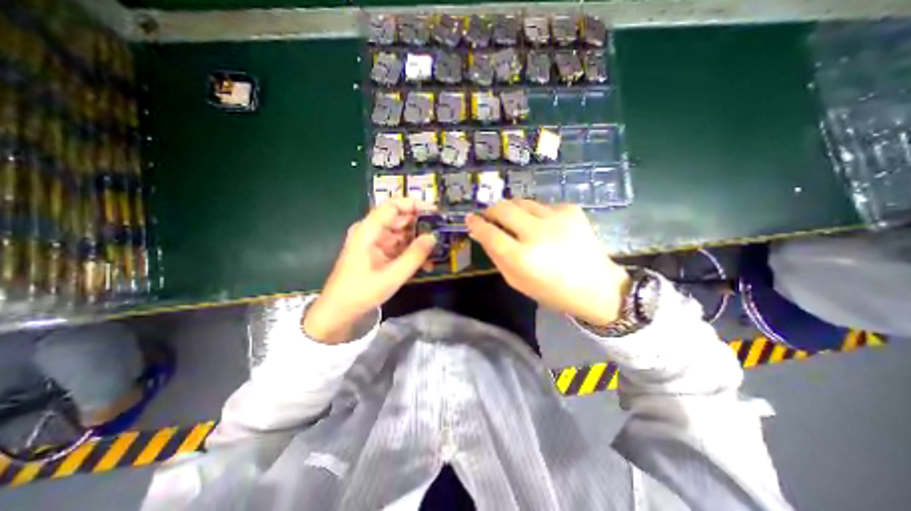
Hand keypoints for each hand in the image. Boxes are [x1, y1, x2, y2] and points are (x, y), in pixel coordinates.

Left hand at [302, 197, 437, 343]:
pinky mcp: (378, 253)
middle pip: (399, 219)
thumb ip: (414, 255)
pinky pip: (398, 247)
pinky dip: (411, 253)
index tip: (434, 212)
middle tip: (441, 233)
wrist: (339, 311)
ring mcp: (374, 243)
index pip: (392, 206)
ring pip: (401, 234)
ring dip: (418, 242)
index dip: (414, 205)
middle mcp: (371, 232)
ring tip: (436, 251)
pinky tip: (426, 264)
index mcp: (368, 231)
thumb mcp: (392, 275)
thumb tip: (433, 237)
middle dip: (420, 225)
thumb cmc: (362, 292)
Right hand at [465, 197, 630, 325]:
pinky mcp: (571, 210)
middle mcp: (537, 233)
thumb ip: (496, 257)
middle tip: (489, 217)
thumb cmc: (552, 291)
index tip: (469, 219)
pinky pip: (542, 205)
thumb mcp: (517, 282)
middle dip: (490, 210)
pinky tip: (543, 226)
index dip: (476, 224)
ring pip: (521, 201)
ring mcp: (556, 218)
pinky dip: (534, 213)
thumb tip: (481, 234)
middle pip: (503, 208)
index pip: (489, 233)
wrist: (597, 286)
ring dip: (511, 210)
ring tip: (514, 221)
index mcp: (521, 257)